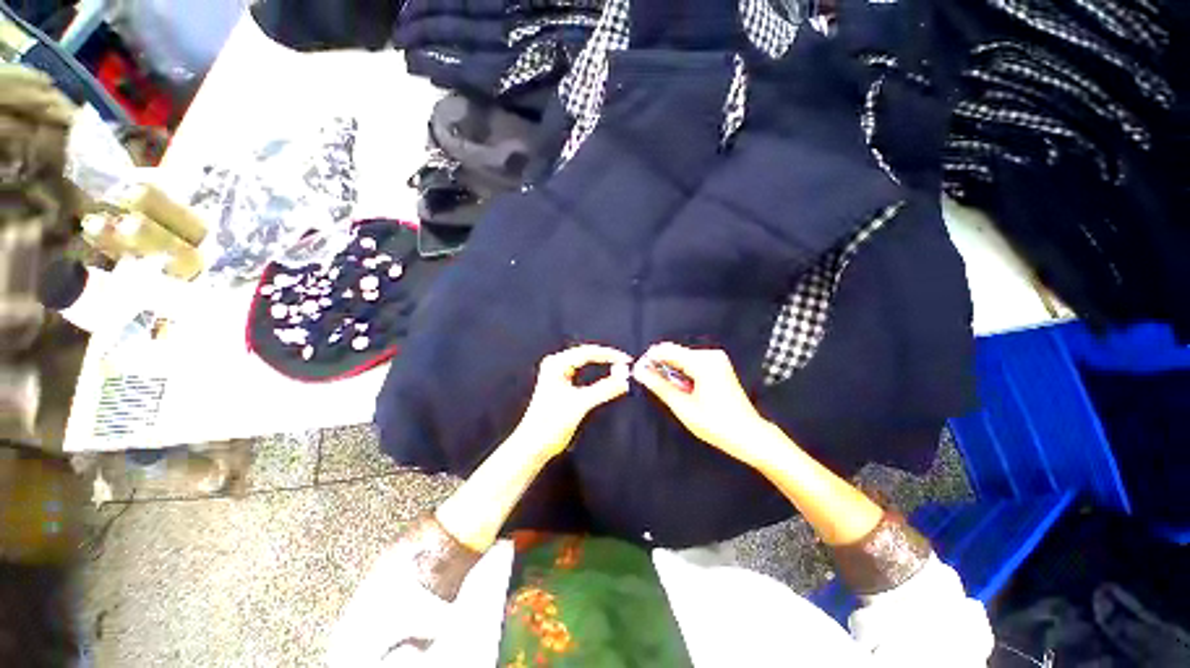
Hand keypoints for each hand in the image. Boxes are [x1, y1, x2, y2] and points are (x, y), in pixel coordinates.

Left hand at [513, 344, 632, 458]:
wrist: (533, 445)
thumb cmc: (550, 424)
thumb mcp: (580, 404)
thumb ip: (603, 390)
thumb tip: (624, 380)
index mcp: (556, 364)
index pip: (587, 352)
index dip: (609, 355)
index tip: (626, 360)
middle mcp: (555, 364)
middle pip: (586, 354)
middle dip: (606, 357)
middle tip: (625, 363)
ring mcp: (556, 374)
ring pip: (584, 362)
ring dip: (601, 363)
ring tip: (618, 366)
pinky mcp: (560, 384)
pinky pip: (582, 371)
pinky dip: (595, 372)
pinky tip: (605, 374)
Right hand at [633, 342, 775, 468]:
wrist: (749, 435)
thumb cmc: (716, 424)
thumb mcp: (683, 406)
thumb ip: (659, 386)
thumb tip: (638, 371)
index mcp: (703, 362)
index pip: (666, 350)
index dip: (649, 359)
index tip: (638, 372)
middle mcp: (710, 354)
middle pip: (674, 352)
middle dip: (660, 366)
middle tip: (652, 385)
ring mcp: (716, 358)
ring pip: (682, 358)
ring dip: (671, 371)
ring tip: (670, 391)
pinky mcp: (718, 365)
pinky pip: (692, 363)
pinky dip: (682, 373)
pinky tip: (683, 389)